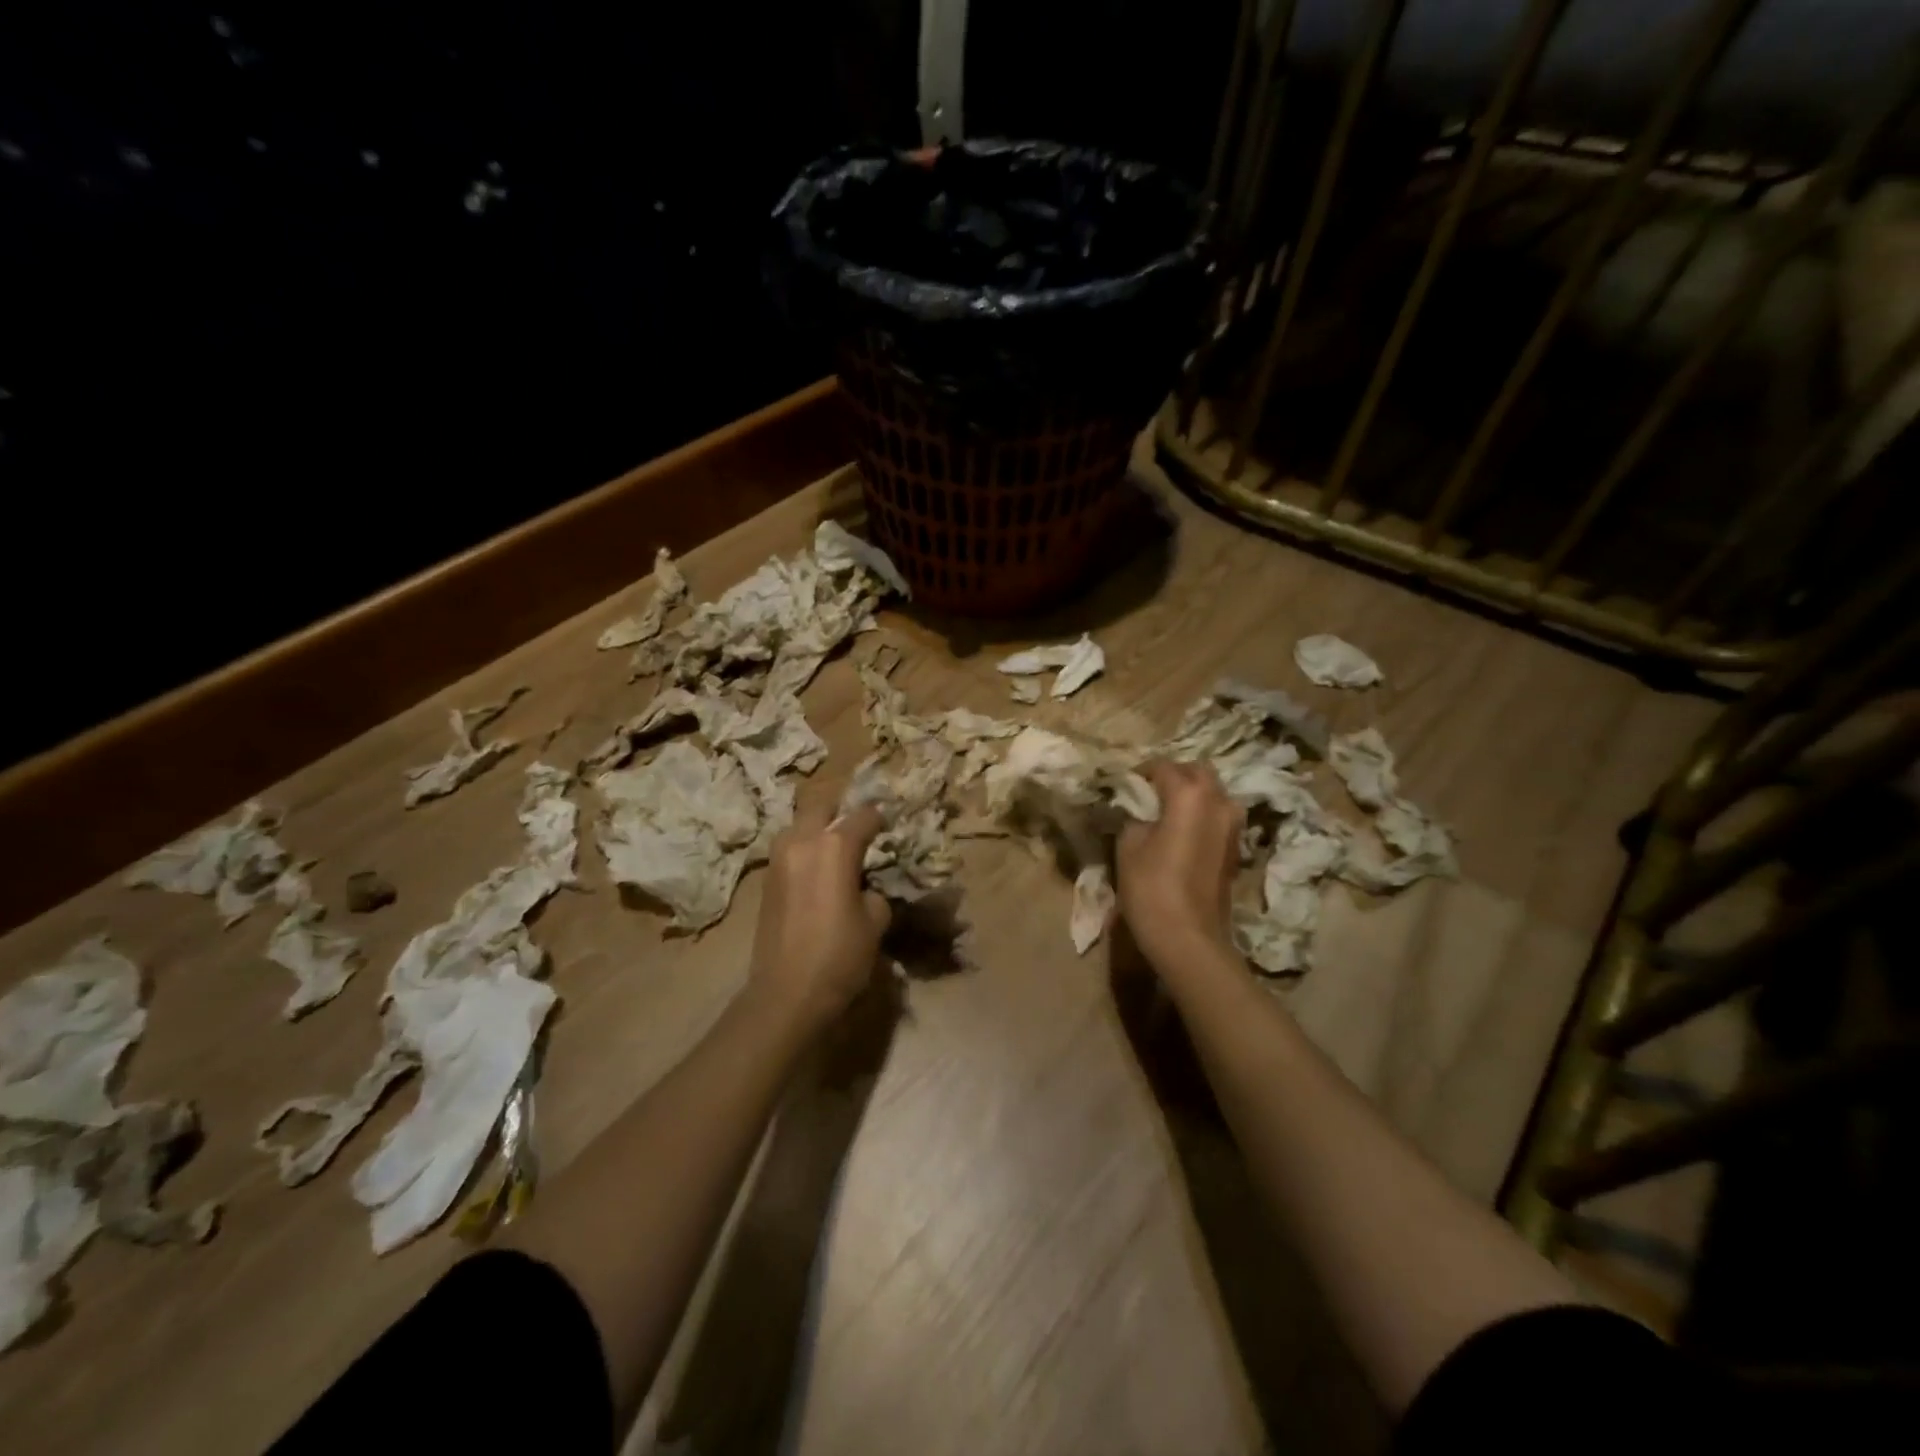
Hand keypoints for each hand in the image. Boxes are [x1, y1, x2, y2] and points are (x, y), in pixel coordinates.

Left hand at [747, 799, 890, 1033]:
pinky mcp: (766, 877)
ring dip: (818, 828)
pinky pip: (789, 848)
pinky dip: (804, 850)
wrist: (786, 993)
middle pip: (823, 806)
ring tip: (836, 850)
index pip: (864, 815)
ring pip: (800, 824)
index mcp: (835, 845)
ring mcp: (779, 857)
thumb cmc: (839, 955)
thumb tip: (865, 887)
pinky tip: (817, 871)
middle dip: (842, 812)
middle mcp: (803, 840)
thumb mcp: (876, 921)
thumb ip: (874, 891)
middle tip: (860, 830)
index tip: (890, 828)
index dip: (881, 819)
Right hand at [1116, 759, 1243, 975]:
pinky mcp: (1236, 847)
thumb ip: (1135, 817)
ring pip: (1213, 793)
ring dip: (1192, 794)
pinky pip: (1218, 816)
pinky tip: (1181, 831)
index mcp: (1190, 794)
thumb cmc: (1152, 888)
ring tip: (1166, 812)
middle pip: (1198, 772)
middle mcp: (1219, 801)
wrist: (1189, 938)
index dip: (1141, 773)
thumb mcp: (1128, 845)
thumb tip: (1140, 811)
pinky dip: (1201, 814)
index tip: (1125, 785)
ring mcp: (1233, 825)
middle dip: (1174, 776)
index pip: (1163, 766)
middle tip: (1149, 793)